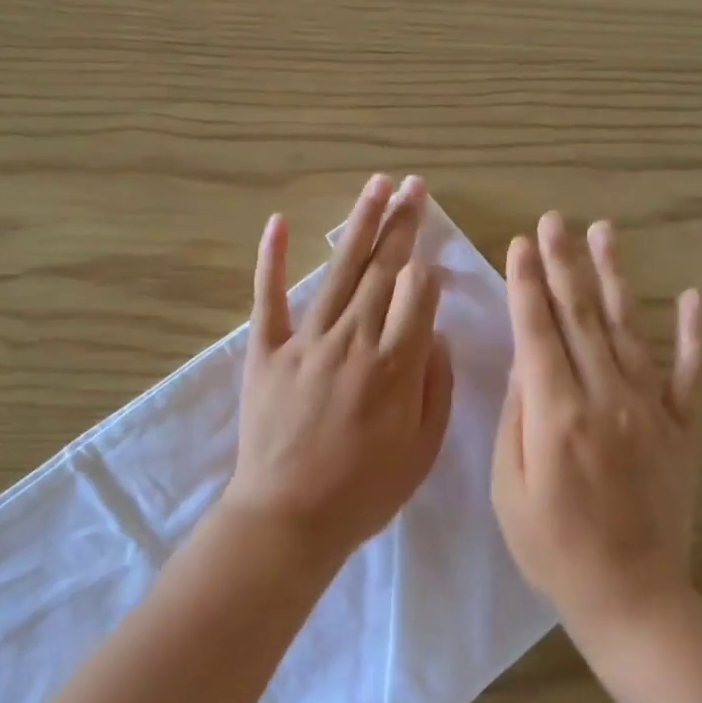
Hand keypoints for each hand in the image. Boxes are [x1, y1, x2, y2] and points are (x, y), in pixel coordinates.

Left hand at [224, 174, 453, 566]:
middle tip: (414, 186)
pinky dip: (272, 260)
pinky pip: (269, 299)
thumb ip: (435, 386)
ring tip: (376, 185)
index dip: (427, 269)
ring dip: (359, 225)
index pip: (418, 294)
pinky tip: (279, 222)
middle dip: (402, 224)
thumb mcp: (422, 449)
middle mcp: (354, 340)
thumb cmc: (364, 491)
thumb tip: (433, 333)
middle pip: (384, 270)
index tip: (431, 255)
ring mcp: (306, 341)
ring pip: (339, 271)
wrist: (289, 517)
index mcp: (396, 365)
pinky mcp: (266, 352)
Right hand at [491, 213, 701, 646]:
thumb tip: (523, 362)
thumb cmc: (553, 548)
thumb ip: (517, 417)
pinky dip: (692, 333)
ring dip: (615, 277)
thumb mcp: (509, 487)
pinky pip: (690, 372)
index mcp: (557, 414)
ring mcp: (651, 409)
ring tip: (603, 232)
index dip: (526, 285)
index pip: (538, 332)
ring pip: (630, 328)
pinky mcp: (683, 428)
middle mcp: (606, 397)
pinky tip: (690, 297)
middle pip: (581, 316)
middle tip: (553, 220)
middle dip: (562, 264)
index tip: (519, 244)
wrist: (631, 594)